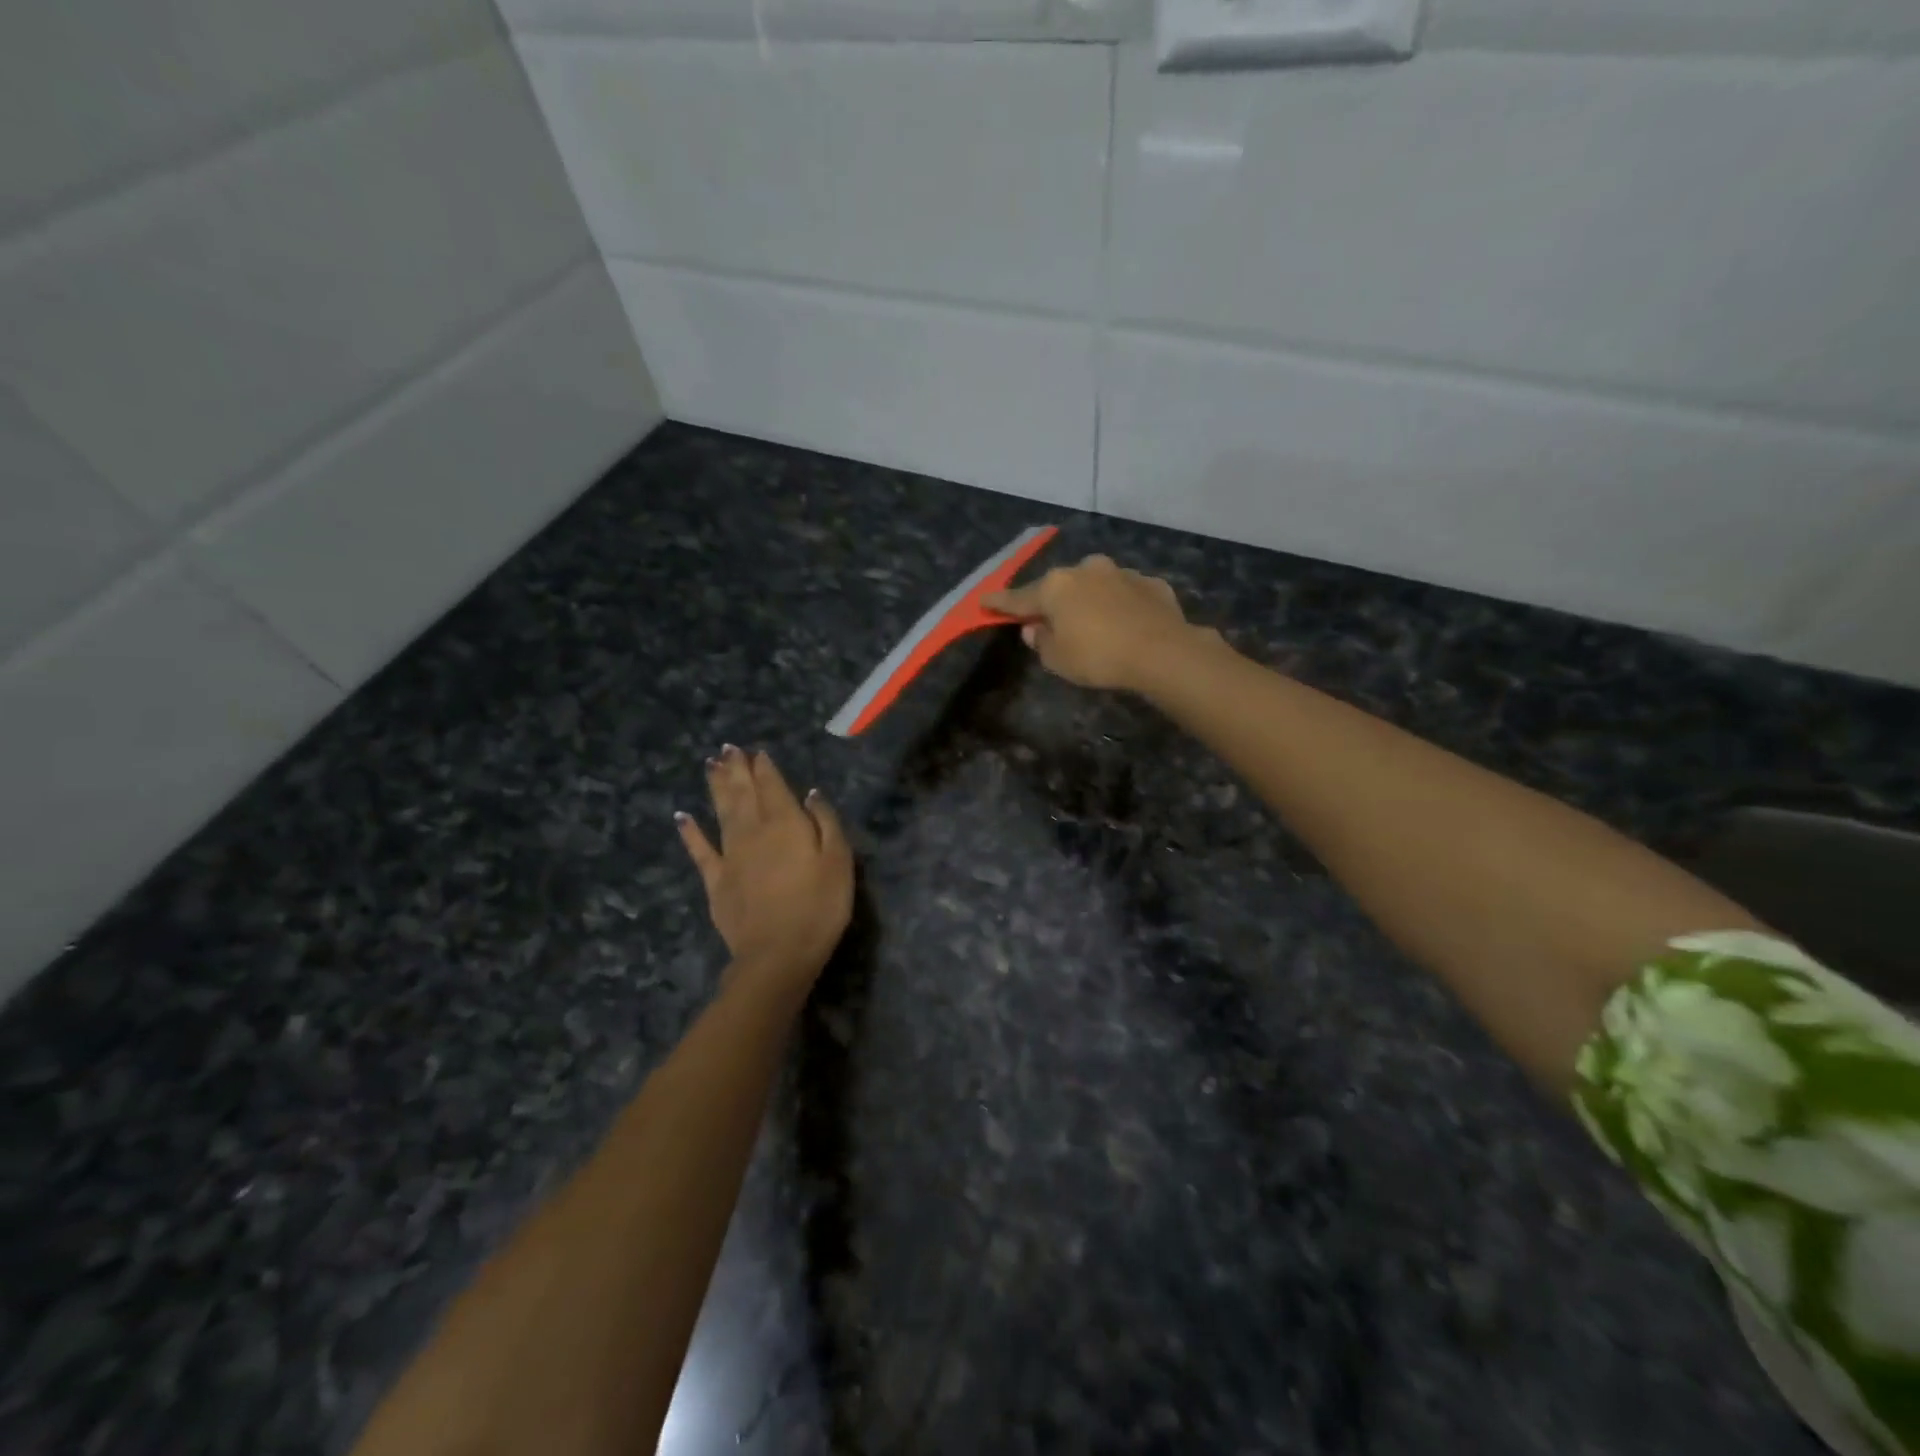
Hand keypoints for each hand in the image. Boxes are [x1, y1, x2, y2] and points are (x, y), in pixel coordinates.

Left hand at [676, 746, 852, 992]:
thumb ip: (826, 822)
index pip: (773, 786)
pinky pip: (700, 850)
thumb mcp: (839, 861)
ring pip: (721, 811)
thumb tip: (812, 794)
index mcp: (786, 823)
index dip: (765, 768)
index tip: (756, 752)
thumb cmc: (819, 906)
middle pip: (743, 793)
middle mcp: (754, 830)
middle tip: (728, 748)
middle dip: (736, 769)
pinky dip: (690, 832)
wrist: (778, 953)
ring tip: (711, 765)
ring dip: (716, 787)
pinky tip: (682, 817)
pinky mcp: (716, 880)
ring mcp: (730, 855)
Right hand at [983, 554, 1200, 692]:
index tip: (984, 601)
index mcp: (1056, 587)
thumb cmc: (1098, 657)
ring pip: (1096, 585)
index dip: (1000, 603)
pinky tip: (1128, 624)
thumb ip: (1041, 641)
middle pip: (1061, 587)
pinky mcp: (1151, 583)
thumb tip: (1035, 627)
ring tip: (1095, 625)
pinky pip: (1127, 594)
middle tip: (1051, 621)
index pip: (1019, 598)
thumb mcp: (1057, 659)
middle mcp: (1086, 570)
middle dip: (1054, 602)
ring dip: (1091, 601)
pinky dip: (1122, 606)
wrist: (1162, 651)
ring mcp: (1121, 573)